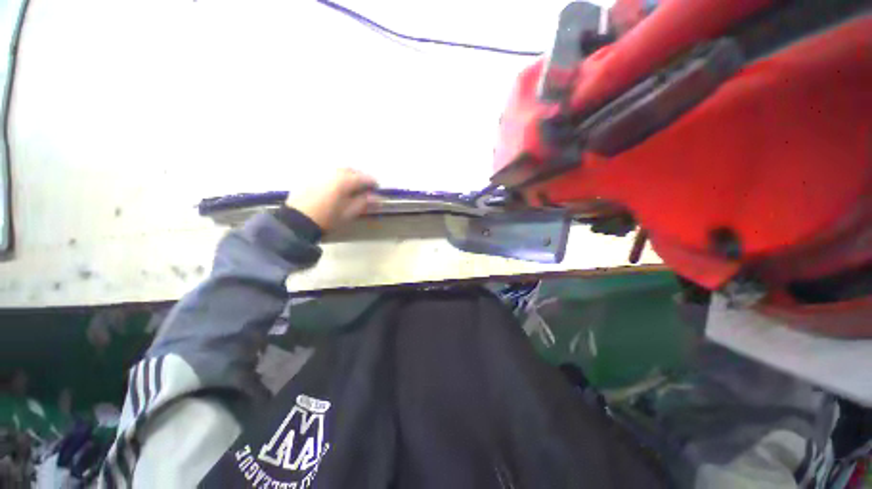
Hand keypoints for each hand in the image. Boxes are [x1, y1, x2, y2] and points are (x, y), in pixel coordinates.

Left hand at [285, 168, 378, 232]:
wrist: (297, 221)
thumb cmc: (327, 218)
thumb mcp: (349, 213)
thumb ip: (363, 202)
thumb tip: (376, 197)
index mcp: (344, 181)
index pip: (364, 178)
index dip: (372, 182)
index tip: (377, 188)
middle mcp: (333, 172)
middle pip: (351, 170)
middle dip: (360, 176)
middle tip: (365, 187)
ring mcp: (320, 173)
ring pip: (339, 169)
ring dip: (348, 175)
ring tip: (352, 186)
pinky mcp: (310, 177)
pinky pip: (328, 173)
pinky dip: (336, 176)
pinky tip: (336, 186)